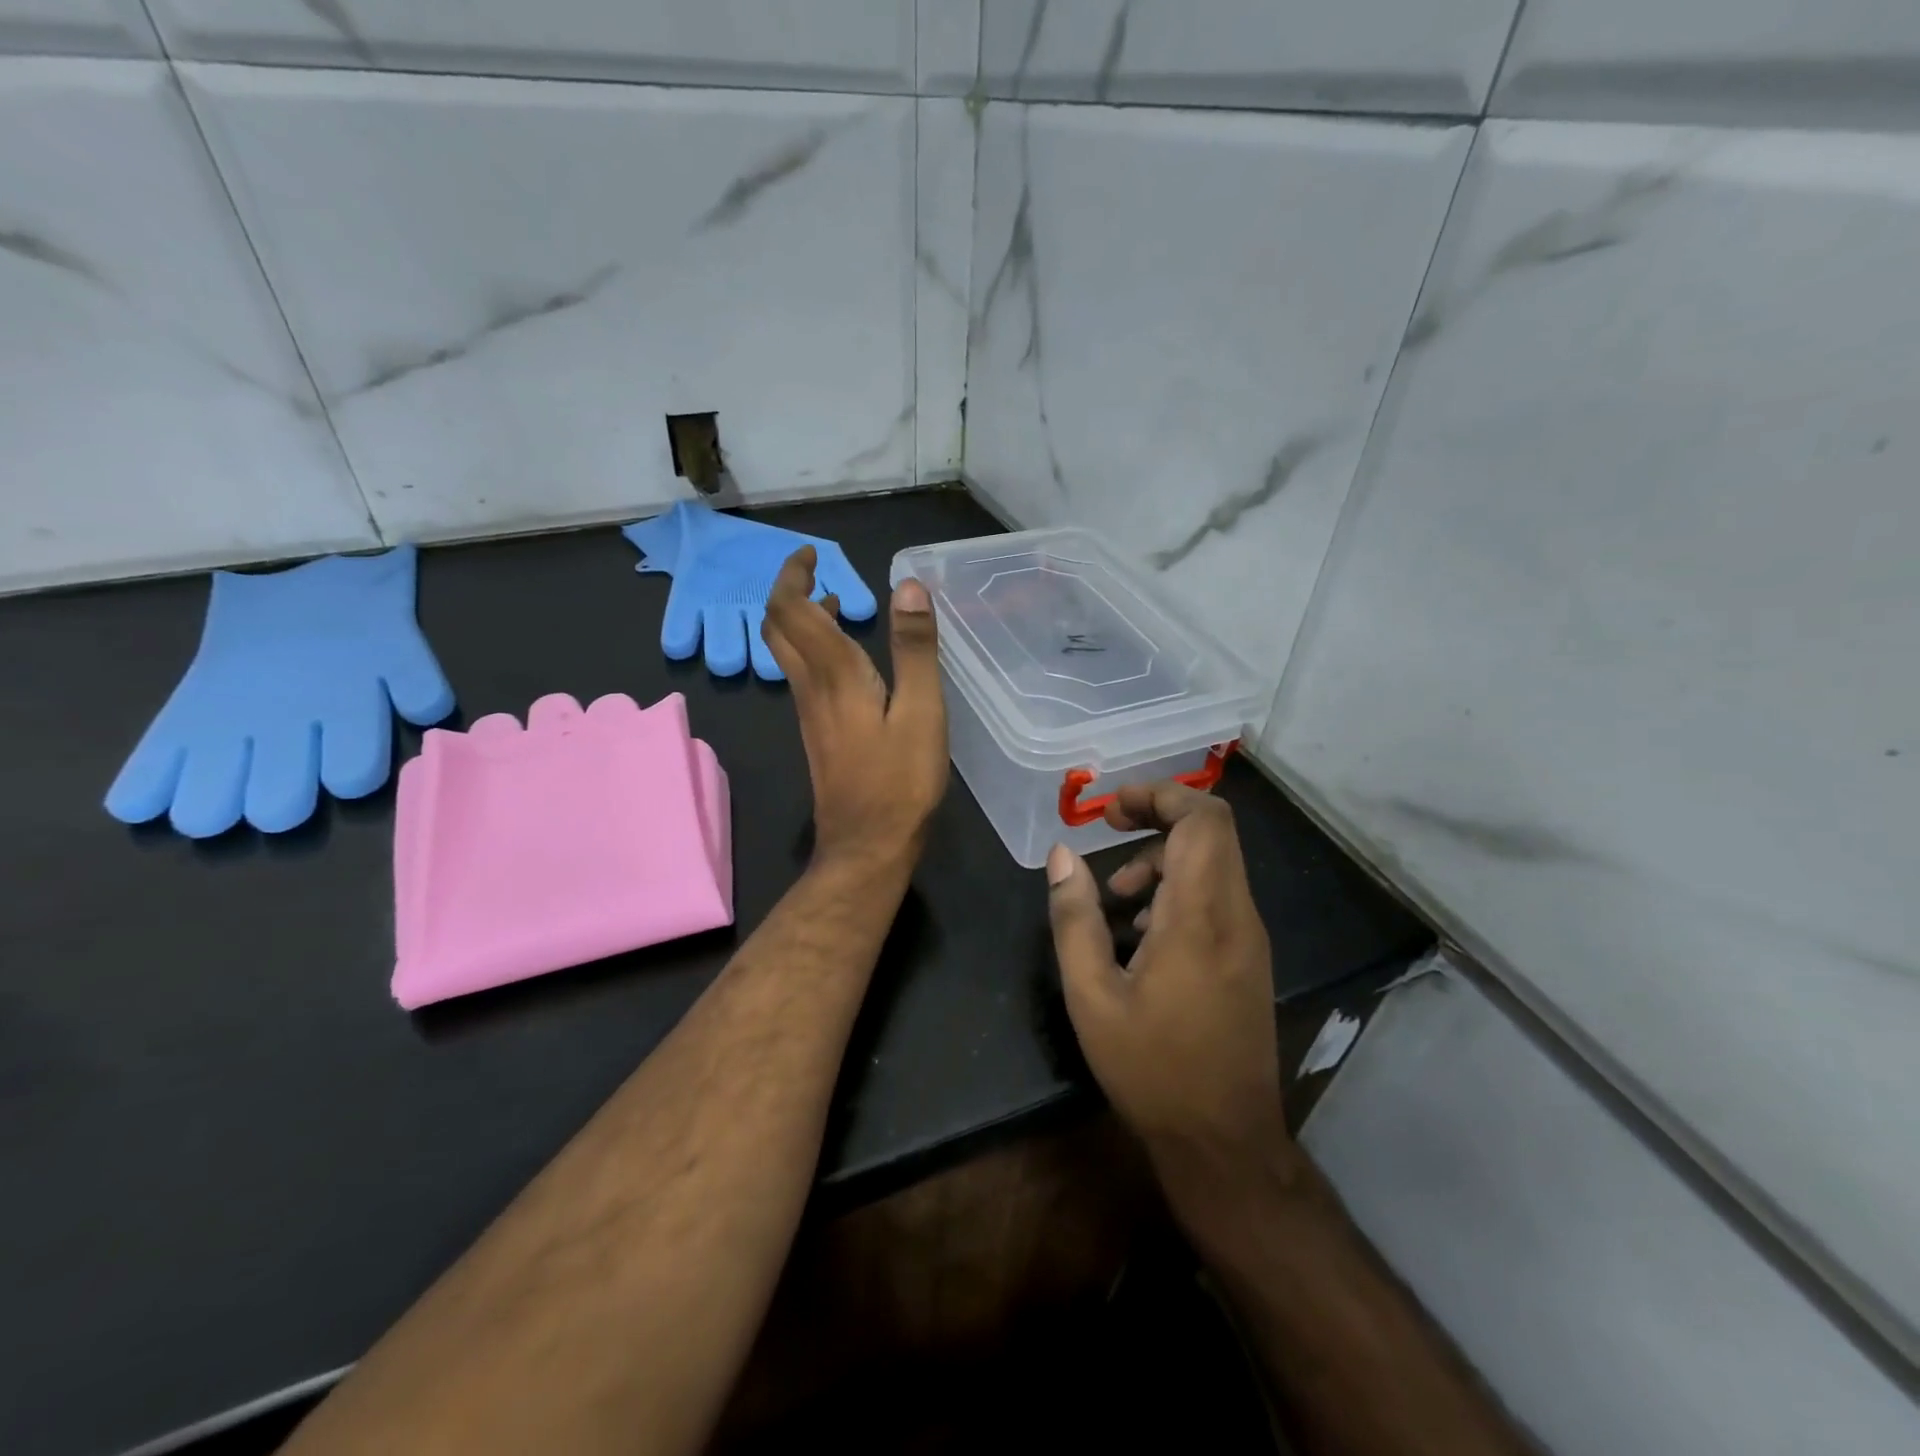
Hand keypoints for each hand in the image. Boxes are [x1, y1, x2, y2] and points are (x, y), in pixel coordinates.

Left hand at [763, 546, 947, 874]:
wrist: (867, 846)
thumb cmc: (900, 780)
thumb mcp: (921, 712)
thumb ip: (914, 649)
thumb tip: (907, 586)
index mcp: (833, 675)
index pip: (792, 610)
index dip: (793, 576)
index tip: (812, 555)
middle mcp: (810, 688)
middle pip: (778, 628)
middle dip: (789, 592)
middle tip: (817, 572)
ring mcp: (810, 713)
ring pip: (787, 653)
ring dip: (801, 620)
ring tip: (836, 603)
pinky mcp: (818, 733)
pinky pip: (803, 676)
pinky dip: (814, 649)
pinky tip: (847, 657)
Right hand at [1045, 784, 1289, 1193]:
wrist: (1224, 1142)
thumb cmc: (1151, 1069)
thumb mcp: (1092, 996)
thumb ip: (1074, 918)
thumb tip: (1062, 855)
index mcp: (1200, 918)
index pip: (1203, 820)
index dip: (1160, 795)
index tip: (1110, 808)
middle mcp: (1236, 915)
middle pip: (1212, 831)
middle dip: (1158, 815)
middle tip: (1108, 829)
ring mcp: (1249, 937)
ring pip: (1214, 862)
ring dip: (1162, 859)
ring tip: (1115, 899)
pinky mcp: (1248, 957)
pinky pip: (1216, 895)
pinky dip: (1177, 889)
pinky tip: (1140, 934)